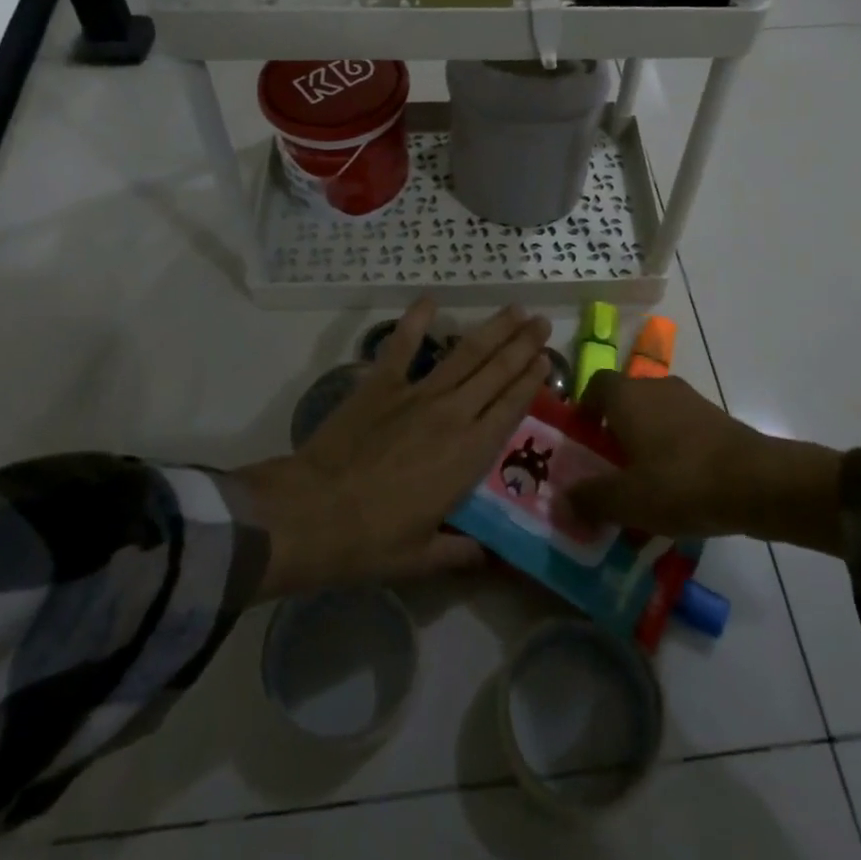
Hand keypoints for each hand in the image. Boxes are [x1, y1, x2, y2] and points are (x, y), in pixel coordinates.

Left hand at [238, 300, 551, 597]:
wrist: (313, 513)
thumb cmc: (371, 541)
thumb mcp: (422, 558)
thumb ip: (460, 553)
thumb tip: (488, 560)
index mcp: (468, 454)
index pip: (511, 407)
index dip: (531, 380)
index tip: (547, 359)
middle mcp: (452, 414)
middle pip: (497, 371)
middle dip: (523, 344)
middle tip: (542, 323)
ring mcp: (416, 393)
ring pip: (465, 352)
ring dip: (492, 329)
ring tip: (515, 309)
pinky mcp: (381, 382)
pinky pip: (402, 344)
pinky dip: (416, 320)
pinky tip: (429, 299)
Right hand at [568, 371, 844, 554]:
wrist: (756, 482)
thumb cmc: (680, 482)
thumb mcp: (627, 499)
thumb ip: (590, 499)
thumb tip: (560, 501)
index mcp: (627, 395)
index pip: (595, 385)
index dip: (584, 410)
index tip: (581, 441)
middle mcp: (655, 387)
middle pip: (625, 401)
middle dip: (614, 431)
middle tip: (608, 469)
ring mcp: (689, 400)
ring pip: (654, 415)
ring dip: (644, 442)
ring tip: (643, 484)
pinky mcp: (716, 418)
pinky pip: (681, 429)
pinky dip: (672, 450)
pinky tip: (677, 488)